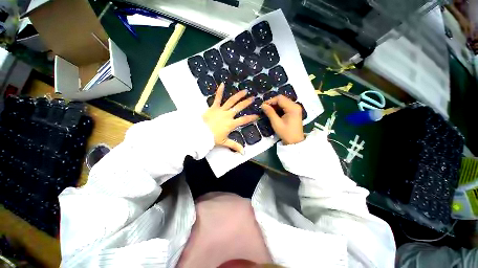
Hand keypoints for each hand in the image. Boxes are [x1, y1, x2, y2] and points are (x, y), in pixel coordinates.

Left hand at [202, 83, 257, 152]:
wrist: (200, 133)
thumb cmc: (213, 138)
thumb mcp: (225, 142)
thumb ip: (235, 146)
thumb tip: (244, 153)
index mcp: (231, 124)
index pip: (244, 120)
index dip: (251, 118)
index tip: (257, 115)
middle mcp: (228, 115)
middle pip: (239, 108)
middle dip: (246, 103)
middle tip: (253, 98)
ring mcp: (221, 110)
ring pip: (231, 101)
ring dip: (238, 96)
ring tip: (244, 90)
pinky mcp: (213, 107)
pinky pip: (217, 98)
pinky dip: (219, 91)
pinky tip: (222, 84)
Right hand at [261, 95, 303, 144]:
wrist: (295, 142)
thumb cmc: (286, 133)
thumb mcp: (276, 123)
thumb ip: (270, 113)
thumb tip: (263, 105)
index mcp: (292, 107)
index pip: (280, 98)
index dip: (270, 101)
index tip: (263, 106)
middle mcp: (295, 105)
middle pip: (282, 99)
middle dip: (272, 103)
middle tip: (264, 108)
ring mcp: (295, 108)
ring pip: (283, 102)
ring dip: (275, 105)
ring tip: (268, 111)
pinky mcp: (294, 111)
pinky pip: (285, 106)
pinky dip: (278, 108)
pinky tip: (274, 112)